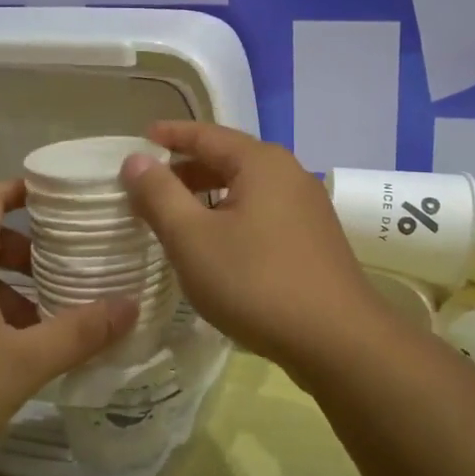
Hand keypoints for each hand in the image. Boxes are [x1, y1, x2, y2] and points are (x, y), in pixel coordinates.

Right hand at [119, 122, 391, 368]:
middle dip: (186, 170)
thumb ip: (160, 195)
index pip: (206, 134)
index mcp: (261, 162)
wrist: (338, 341)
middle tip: (149, 186)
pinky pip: (263, 214)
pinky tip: (216, 247)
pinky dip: (232, 218)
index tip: (139, 139)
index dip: (170, 136)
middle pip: (228, 159)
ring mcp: (307, 208)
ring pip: (246, 189)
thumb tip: (136, 160)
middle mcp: (289, 174)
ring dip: (208, 197)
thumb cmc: (256, 281)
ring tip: (175, 218)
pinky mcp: (314, 240)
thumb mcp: (193, 238)